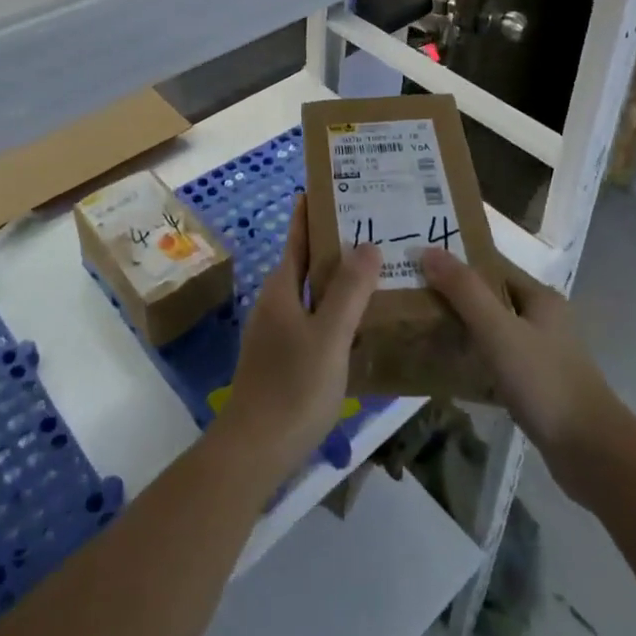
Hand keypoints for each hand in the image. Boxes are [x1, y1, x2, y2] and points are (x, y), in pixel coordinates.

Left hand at [213, 195, 379, 486]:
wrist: (254, 450)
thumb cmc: (293, 387)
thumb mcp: (329, 336)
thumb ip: (349, 291)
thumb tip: (368, 245)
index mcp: (282, 287)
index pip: (298, 235)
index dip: (313, 210)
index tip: (337, 185)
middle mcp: (277, 301)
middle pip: (307, 260)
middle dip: (337, 242)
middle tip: (377, 225)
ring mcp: (279, 330)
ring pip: (313, 291)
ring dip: (341, 277)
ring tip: (380, 268)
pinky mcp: (285, 357)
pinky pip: (316, 318)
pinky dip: (338, 309)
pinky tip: (365, 320)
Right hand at [417, 248, 620, 479]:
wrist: (592, 454)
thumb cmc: (544, 381)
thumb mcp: (498, 331)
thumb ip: (464, 291)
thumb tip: (427, 250)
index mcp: (541, 298)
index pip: (493, 267)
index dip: (458, 264)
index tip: (420, 266)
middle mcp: (545, 320)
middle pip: (493, 298)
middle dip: (457, 298)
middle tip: (416, 299)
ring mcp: (544, 355)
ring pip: (496, 332)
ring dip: (466, 330)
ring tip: (426, 331)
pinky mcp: (540, 387)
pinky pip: (500, 362)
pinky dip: (478, 362)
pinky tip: (452, 371)